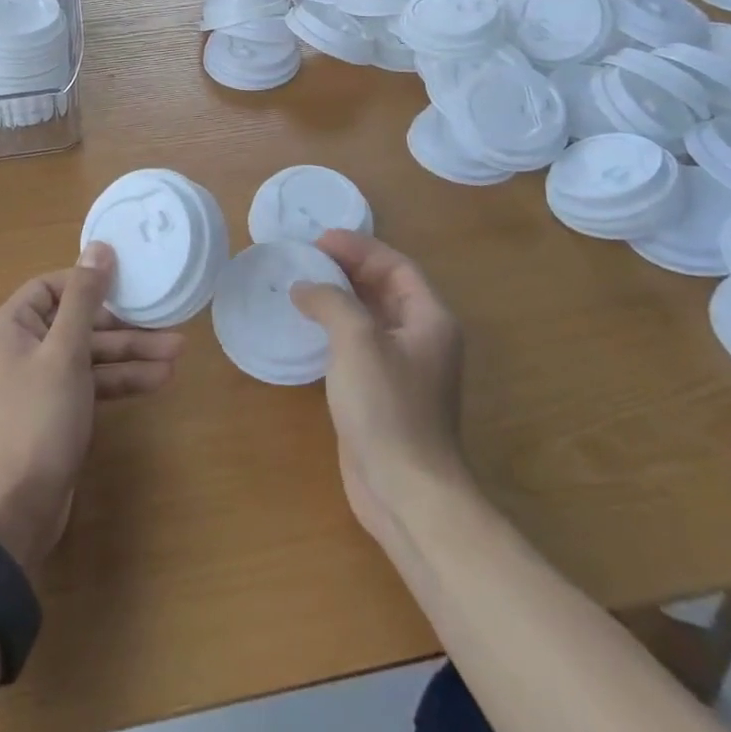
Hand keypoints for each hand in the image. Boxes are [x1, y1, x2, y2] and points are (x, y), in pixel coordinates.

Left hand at [0, 243, 183, 576]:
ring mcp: (39, 382)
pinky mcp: (56, 411)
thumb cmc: (37, 420)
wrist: (16, 512)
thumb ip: (84, 298)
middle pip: (77, 322)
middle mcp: (21, 349)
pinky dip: (120, 381)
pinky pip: (90, 383)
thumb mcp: (65, 352)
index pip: (51, 287)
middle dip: (123, 327)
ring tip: (177, 355)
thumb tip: (99, 247)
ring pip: (89, 355)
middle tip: (166, 324)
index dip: (89, 282)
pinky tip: (158, 380)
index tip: (127, 282)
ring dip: (130, 354)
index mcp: (10, 327)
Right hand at [292, 231, 469, 554]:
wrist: (405, 490)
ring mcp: (403, 367)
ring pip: (370, 316)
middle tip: (307, 257)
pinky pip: (358, 345)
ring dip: (339, 297)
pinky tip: (307, 328)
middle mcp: (422, 337)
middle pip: (385, 288)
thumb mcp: (357, 340)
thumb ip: (331, 301)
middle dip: (348, 268)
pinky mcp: (382, 392)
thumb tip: (305, 287)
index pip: (396, 266)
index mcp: (429, 318)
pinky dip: (335, 328)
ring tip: (301, 284)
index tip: (319, 240)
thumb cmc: (387, 406)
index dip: (359, 248)